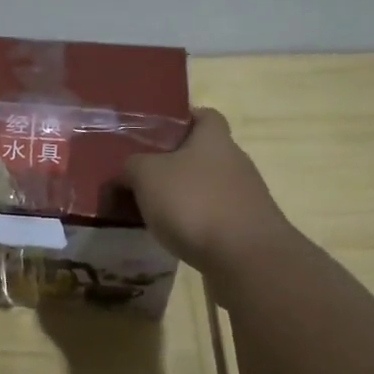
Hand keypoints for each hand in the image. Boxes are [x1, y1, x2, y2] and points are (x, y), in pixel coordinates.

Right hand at [122, 108, 293, 270]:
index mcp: (214, 139)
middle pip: (203, 154)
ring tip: (152, 212)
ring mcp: (245, 197)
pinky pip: (214, 218)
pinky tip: (174, 238)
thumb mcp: (147, 176)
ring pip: (207, 188)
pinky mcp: (246, 229)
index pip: (204, 115)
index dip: (181, 120)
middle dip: (174, 164)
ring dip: (184, 197)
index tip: (154, 134)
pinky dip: (195, 225)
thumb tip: (127, 172)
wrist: (245, 258)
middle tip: (142, 178)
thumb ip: (132, 167)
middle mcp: (235, 162)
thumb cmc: (194, 203)